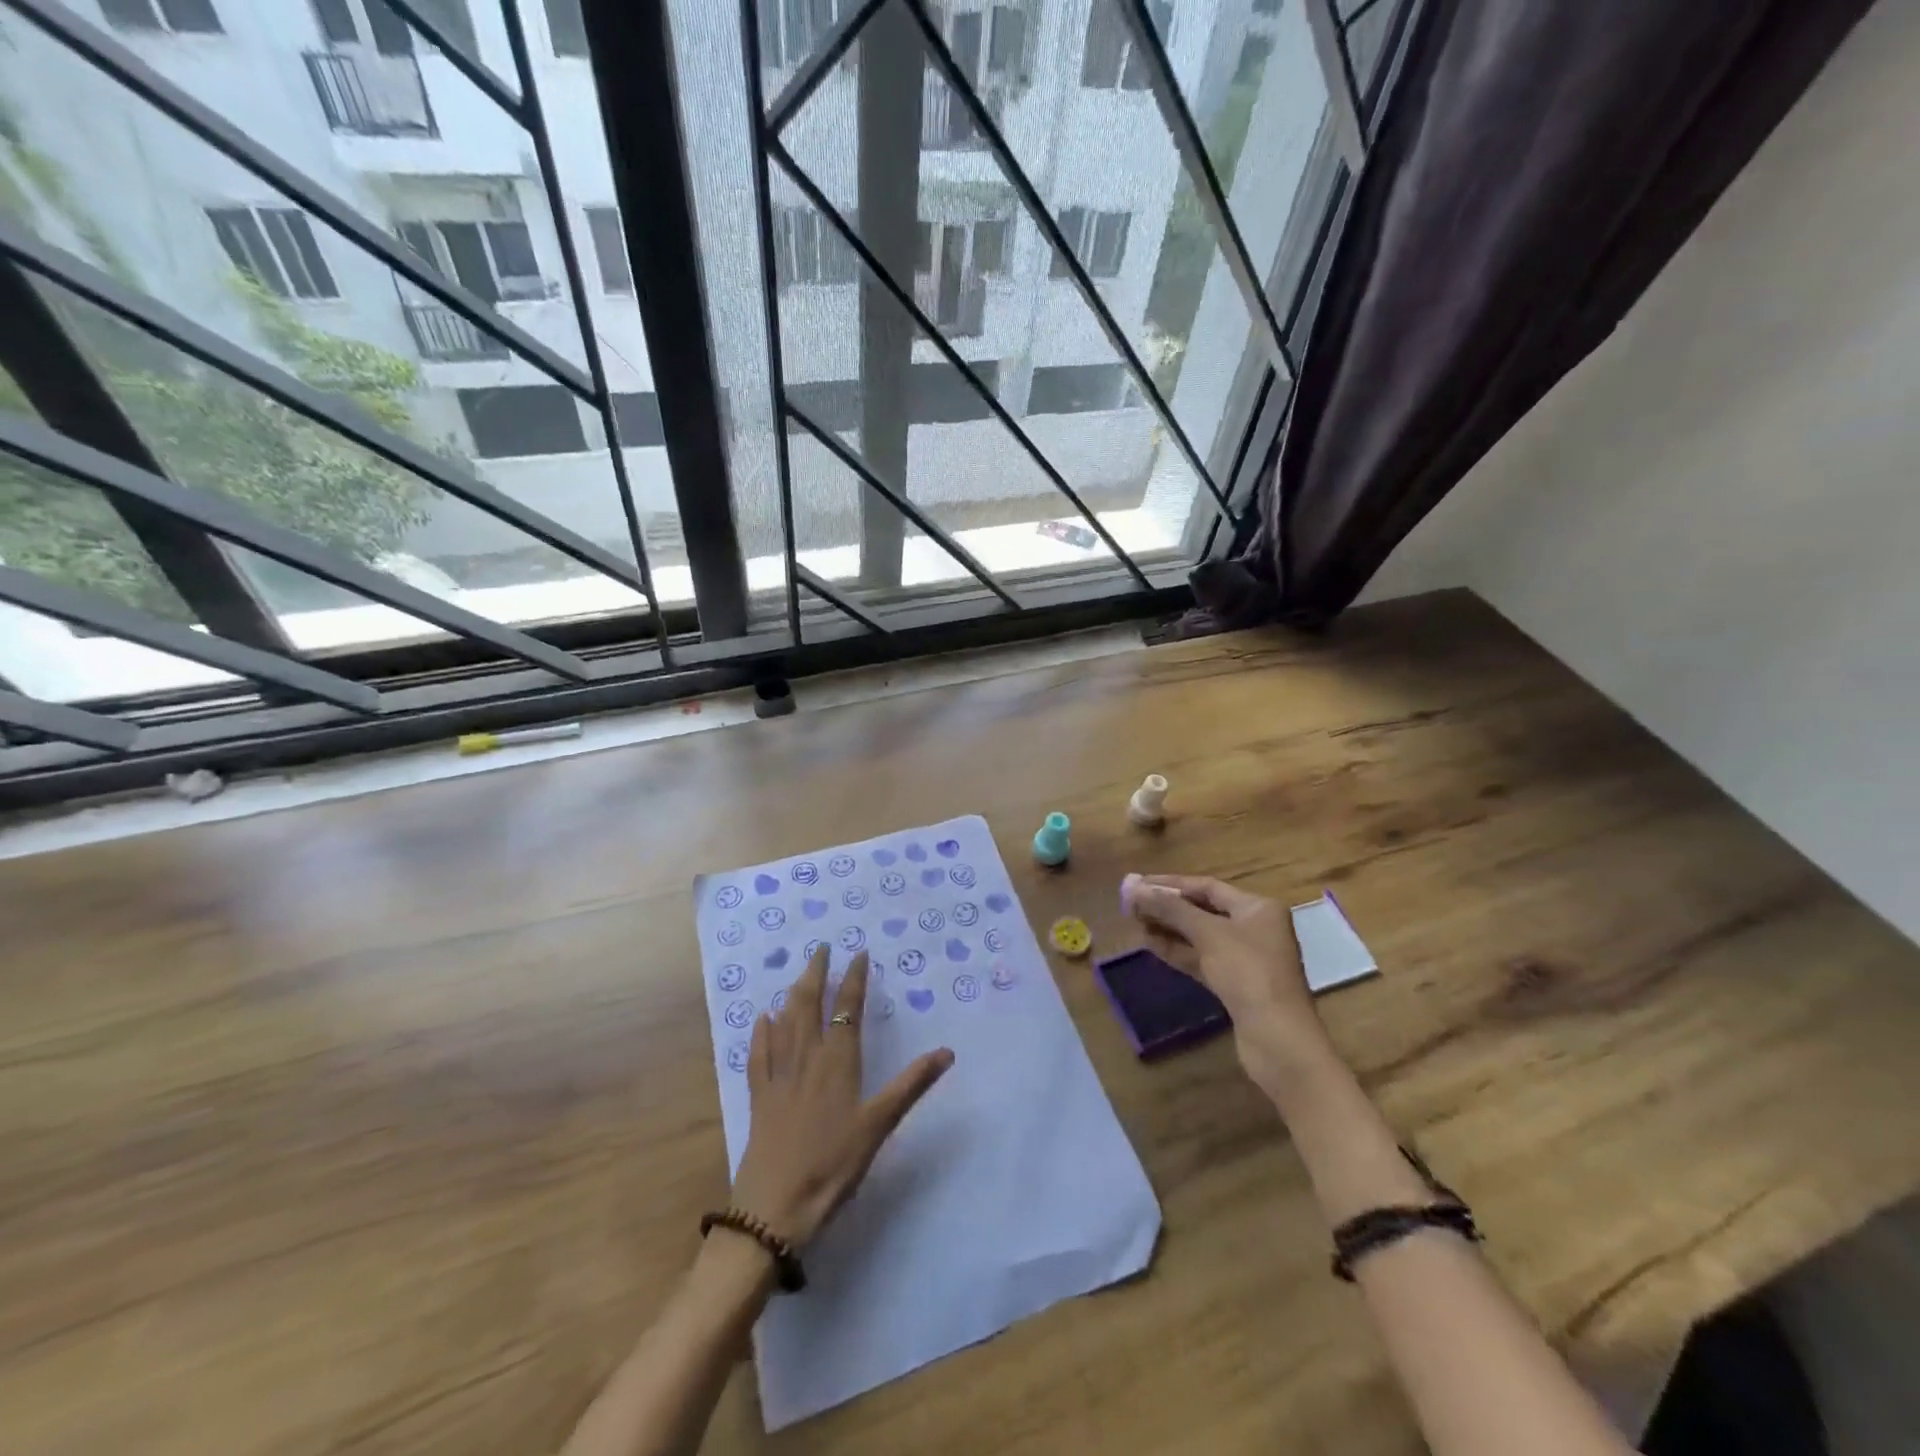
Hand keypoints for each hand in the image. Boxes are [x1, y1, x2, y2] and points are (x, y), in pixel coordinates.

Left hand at [730, 945, 953, 1248]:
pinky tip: (761, 1018)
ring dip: (792, 994)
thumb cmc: (834, 1165)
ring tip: (799, 974)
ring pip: (784, 1022)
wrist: (775, 1207)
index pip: (847, 1008)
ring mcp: (779, 1076)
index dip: (853, 979)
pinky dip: (761, 1032)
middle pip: (809, 1005)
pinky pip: (759, 1054)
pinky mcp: (759, 1097)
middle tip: (821, 948)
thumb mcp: (879, 1125)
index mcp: (838, 1061)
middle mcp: (806, 1058)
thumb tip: (947, 1051)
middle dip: (816, 974)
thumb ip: (912, 1085)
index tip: (858, 953)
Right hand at [1128, 875, 1332, 1092]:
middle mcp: (1255, 928)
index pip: (1206, 886)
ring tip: (1134, 923)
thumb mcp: (1208, 933)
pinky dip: (1178, 951)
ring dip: (1168, 929)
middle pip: (1203, 910)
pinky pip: (1202, 959)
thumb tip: (1130, 885)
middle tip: (1130, 905)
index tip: (1136, 884)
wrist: (1278, 1039)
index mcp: (1257, 908)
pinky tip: (1150, 945)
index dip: (1169, 884)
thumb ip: (1168, 907)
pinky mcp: (1236, 985)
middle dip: (1167, 907)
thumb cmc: (1248, 973)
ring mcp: (1246, 959)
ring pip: (1200, 936)